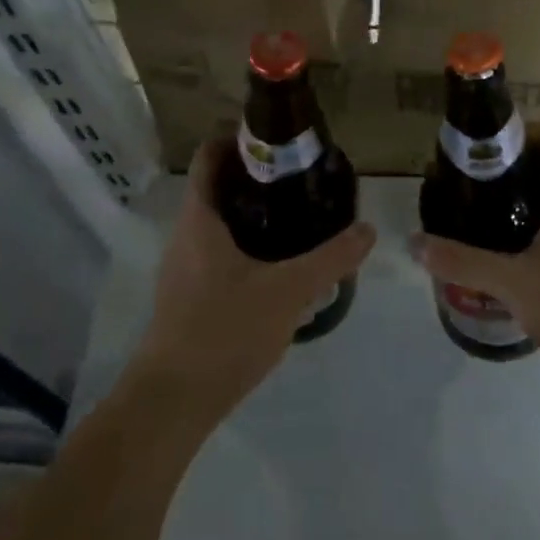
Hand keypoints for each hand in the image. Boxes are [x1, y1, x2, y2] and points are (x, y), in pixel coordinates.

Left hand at [131, 140, 376, 426]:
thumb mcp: (287, 292)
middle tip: (303, 179)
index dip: (241, 138)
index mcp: (200, 218)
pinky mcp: (189, 294)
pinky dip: (248, 244)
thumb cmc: (223, 332)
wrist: (173, 401)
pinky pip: (220, 251)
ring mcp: (184, 266)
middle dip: (259, 177)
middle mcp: (186, 234)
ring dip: (254, 213)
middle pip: (219, 186)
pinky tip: (280, 265)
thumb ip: (330, 259)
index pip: (211, 155)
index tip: (281, 141)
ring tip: (299, 217)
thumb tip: (367, 229)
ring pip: (221, 222)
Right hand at [412, 126, 539, 372]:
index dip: (507, 136)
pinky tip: (512, 253)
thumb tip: (414, 243)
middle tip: (466, 190)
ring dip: (522, 201)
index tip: (472, 154)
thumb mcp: (513, 282)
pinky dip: (539, 225)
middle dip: (505, 172)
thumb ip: (462, 261)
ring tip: (480, 220)